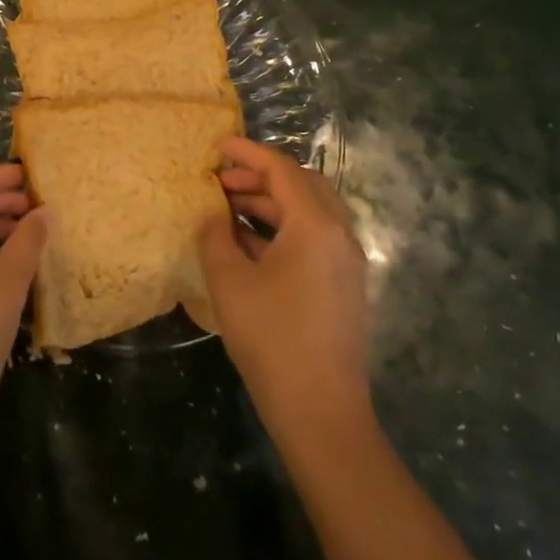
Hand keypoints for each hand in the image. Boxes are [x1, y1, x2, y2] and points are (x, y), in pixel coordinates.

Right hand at [200, 137, 371, 434]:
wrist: (322, 412)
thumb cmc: (272, 339)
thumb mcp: (229, 282)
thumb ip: (215, 236)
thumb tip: (212, 213)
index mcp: (315, 226)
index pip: (281, 170)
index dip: (247, 154)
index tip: (218, 146)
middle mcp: (339, 235)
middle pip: (302, 185)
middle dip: (261, 177)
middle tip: (222, 181)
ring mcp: (347, 262)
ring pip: (310, 211)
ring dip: (271, 202)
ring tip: (229, 208)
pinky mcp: (344, 285)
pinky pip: (315, 237)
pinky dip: (283, 227)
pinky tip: (250, 243)